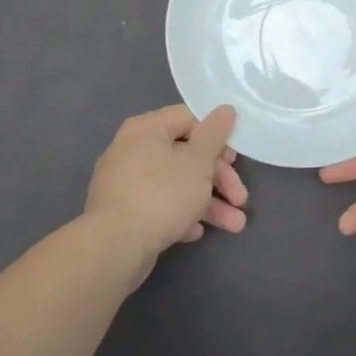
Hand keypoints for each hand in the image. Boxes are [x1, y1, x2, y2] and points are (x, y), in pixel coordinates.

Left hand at [84, 105, 246, 274]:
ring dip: (208, 203)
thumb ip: (215, 134)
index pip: (189, 119)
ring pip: (176, 185)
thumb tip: (226, 109)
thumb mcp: (198, 161)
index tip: (235, 160)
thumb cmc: (162, 194)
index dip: (217, 137)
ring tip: (235, 226)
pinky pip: (159, 205)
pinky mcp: (123, 213)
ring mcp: (125, 183)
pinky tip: (195, 233)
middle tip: (241, 199)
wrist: (114, 247)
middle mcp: (132, 150)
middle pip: (186, 156)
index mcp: (147, 129)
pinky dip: (180, 215)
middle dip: (219, 180)